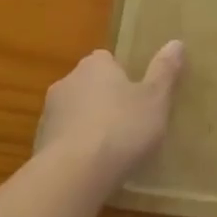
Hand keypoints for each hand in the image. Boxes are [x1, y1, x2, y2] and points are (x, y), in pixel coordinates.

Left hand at [39, 42, 183, 197]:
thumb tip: (176, 42)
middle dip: (105, 100)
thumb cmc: (121, 128)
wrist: (74, 174)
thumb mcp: (155, 99)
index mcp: (95, 65)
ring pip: (74, 113)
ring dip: (88, 125)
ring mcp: (49, 114)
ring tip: (112, 150)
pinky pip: (64, 140)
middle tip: (129, 122)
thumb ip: (165, 71)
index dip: (122, 76)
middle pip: (89, 85)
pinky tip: (93, 168)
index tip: (137, 95)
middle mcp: (67, 81)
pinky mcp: (39, 144)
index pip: (107, 60)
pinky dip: (76, 148)